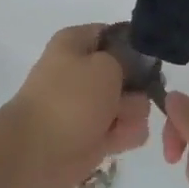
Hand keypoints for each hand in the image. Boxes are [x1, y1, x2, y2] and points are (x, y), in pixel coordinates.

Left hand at [3, 25, 151, 187]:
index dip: (136, 45)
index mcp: (77, 43)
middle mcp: (84, 70)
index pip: (116, 35)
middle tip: (126, 96)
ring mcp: (90, 104)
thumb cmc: (70, 99)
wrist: (38, 152)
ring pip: (132, 102)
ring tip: (116, 123)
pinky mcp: (95, 134)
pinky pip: (125, 129)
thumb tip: (135, 67)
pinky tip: (115, 140)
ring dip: (132, 113)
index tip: (150, 60)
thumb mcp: (106, 65)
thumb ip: (129, 59)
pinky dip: (125, 135)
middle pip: (130, 72)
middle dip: (137, 87)